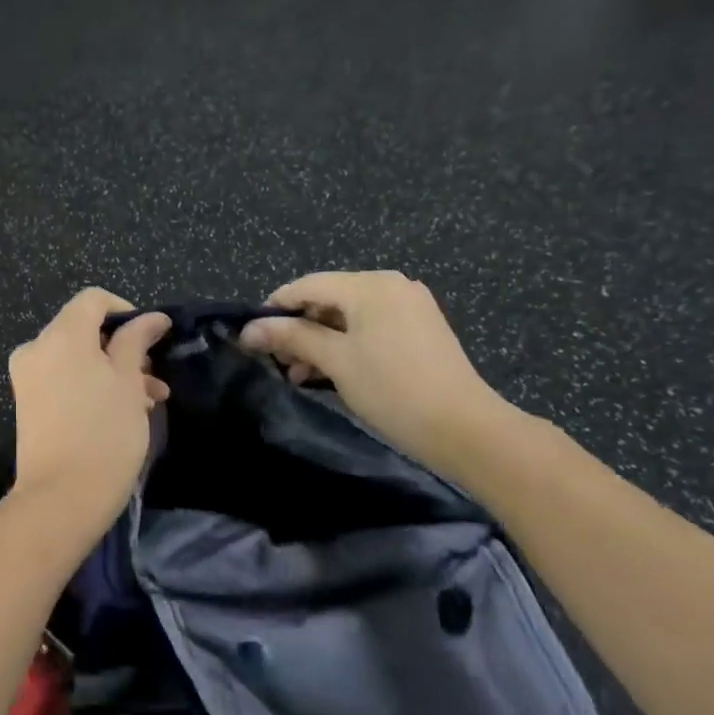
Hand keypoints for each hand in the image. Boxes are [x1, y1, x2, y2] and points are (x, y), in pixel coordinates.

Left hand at [7, 289, 170, 544]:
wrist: (61, 499)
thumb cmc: (105, 433)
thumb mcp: (129, 382)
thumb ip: (137, 341)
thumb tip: (152, 317)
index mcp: (61, 334)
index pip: (93, 300)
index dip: (126, 311)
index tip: (152, 338)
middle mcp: (37, 347)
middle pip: (84, 329)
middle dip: (122, 349)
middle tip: (154, 379)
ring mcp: (27, 376)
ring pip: (76, 358)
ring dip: (112, 371)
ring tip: (146, 402)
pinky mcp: (27, 403)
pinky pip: (62, 378)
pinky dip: (90, 385)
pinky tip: (120, 412)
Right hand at [239, 271, 509, 474]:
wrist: (465, 429)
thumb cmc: (392, 388)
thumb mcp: (335, 360)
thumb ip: (291, 337)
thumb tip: (248, 329)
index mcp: (370, 285)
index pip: (308, 285)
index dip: (275, 307)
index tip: (250, 334)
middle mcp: (390, 285)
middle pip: (328, 299)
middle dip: (298, 329)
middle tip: (277, 362)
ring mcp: (408, 306)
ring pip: (347, 316)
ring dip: (319, 342)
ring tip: (299, 374)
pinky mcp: (419, 329)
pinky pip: (369, 328)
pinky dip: (345, 346)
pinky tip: (328, 372)